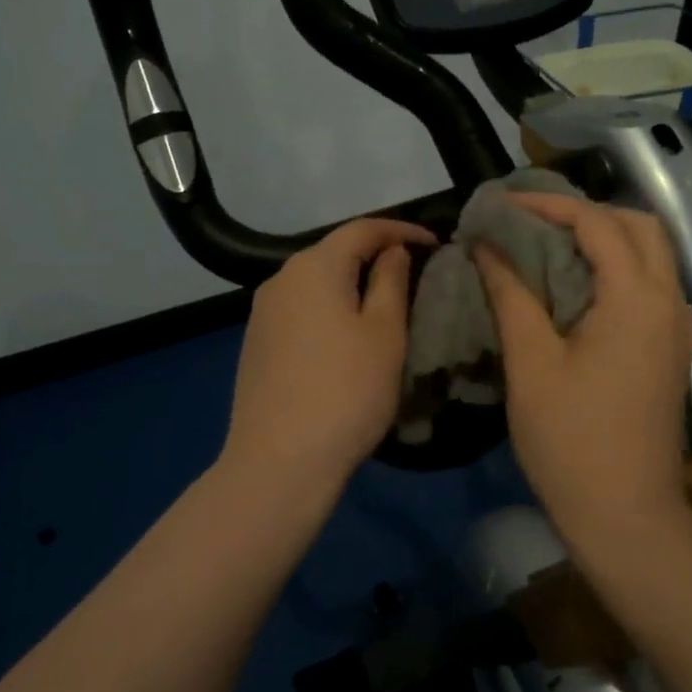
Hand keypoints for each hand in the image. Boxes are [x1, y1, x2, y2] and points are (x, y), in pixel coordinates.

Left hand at [220, 218, 436, 496]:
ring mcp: (262, 313)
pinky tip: (345, 335)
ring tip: (384, 304)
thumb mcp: (384, 333)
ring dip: (350, 284)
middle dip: (374, 255)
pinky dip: (328, 309)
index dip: (401, 230)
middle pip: (334, 252)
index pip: (362, 229)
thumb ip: (390, 282)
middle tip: (413, 273)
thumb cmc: (346, 391)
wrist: (279, 462)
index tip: (434, 242)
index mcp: (314, 267)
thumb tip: (391, 251)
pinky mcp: (256, 343)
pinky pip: (300, 309)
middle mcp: (280, 279)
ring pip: (315, 282)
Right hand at [475, 193, 691, 533]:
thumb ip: (511, 294)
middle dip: (586, 213)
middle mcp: (669, 302)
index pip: (598, 223)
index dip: (548, 205)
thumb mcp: (531, 363)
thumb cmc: (570, 440)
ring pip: (651, 255)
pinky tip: (575, 289)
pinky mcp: (670, 350)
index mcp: (636, 299)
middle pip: (639, 227)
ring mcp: (677, 328)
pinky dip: (616, 268)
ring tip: (548, 247)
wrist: (626, 516)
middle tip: (532, 222)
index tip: (503, 206)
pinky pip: (650, 286)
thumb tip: (487, 246)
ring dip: (604, 238)